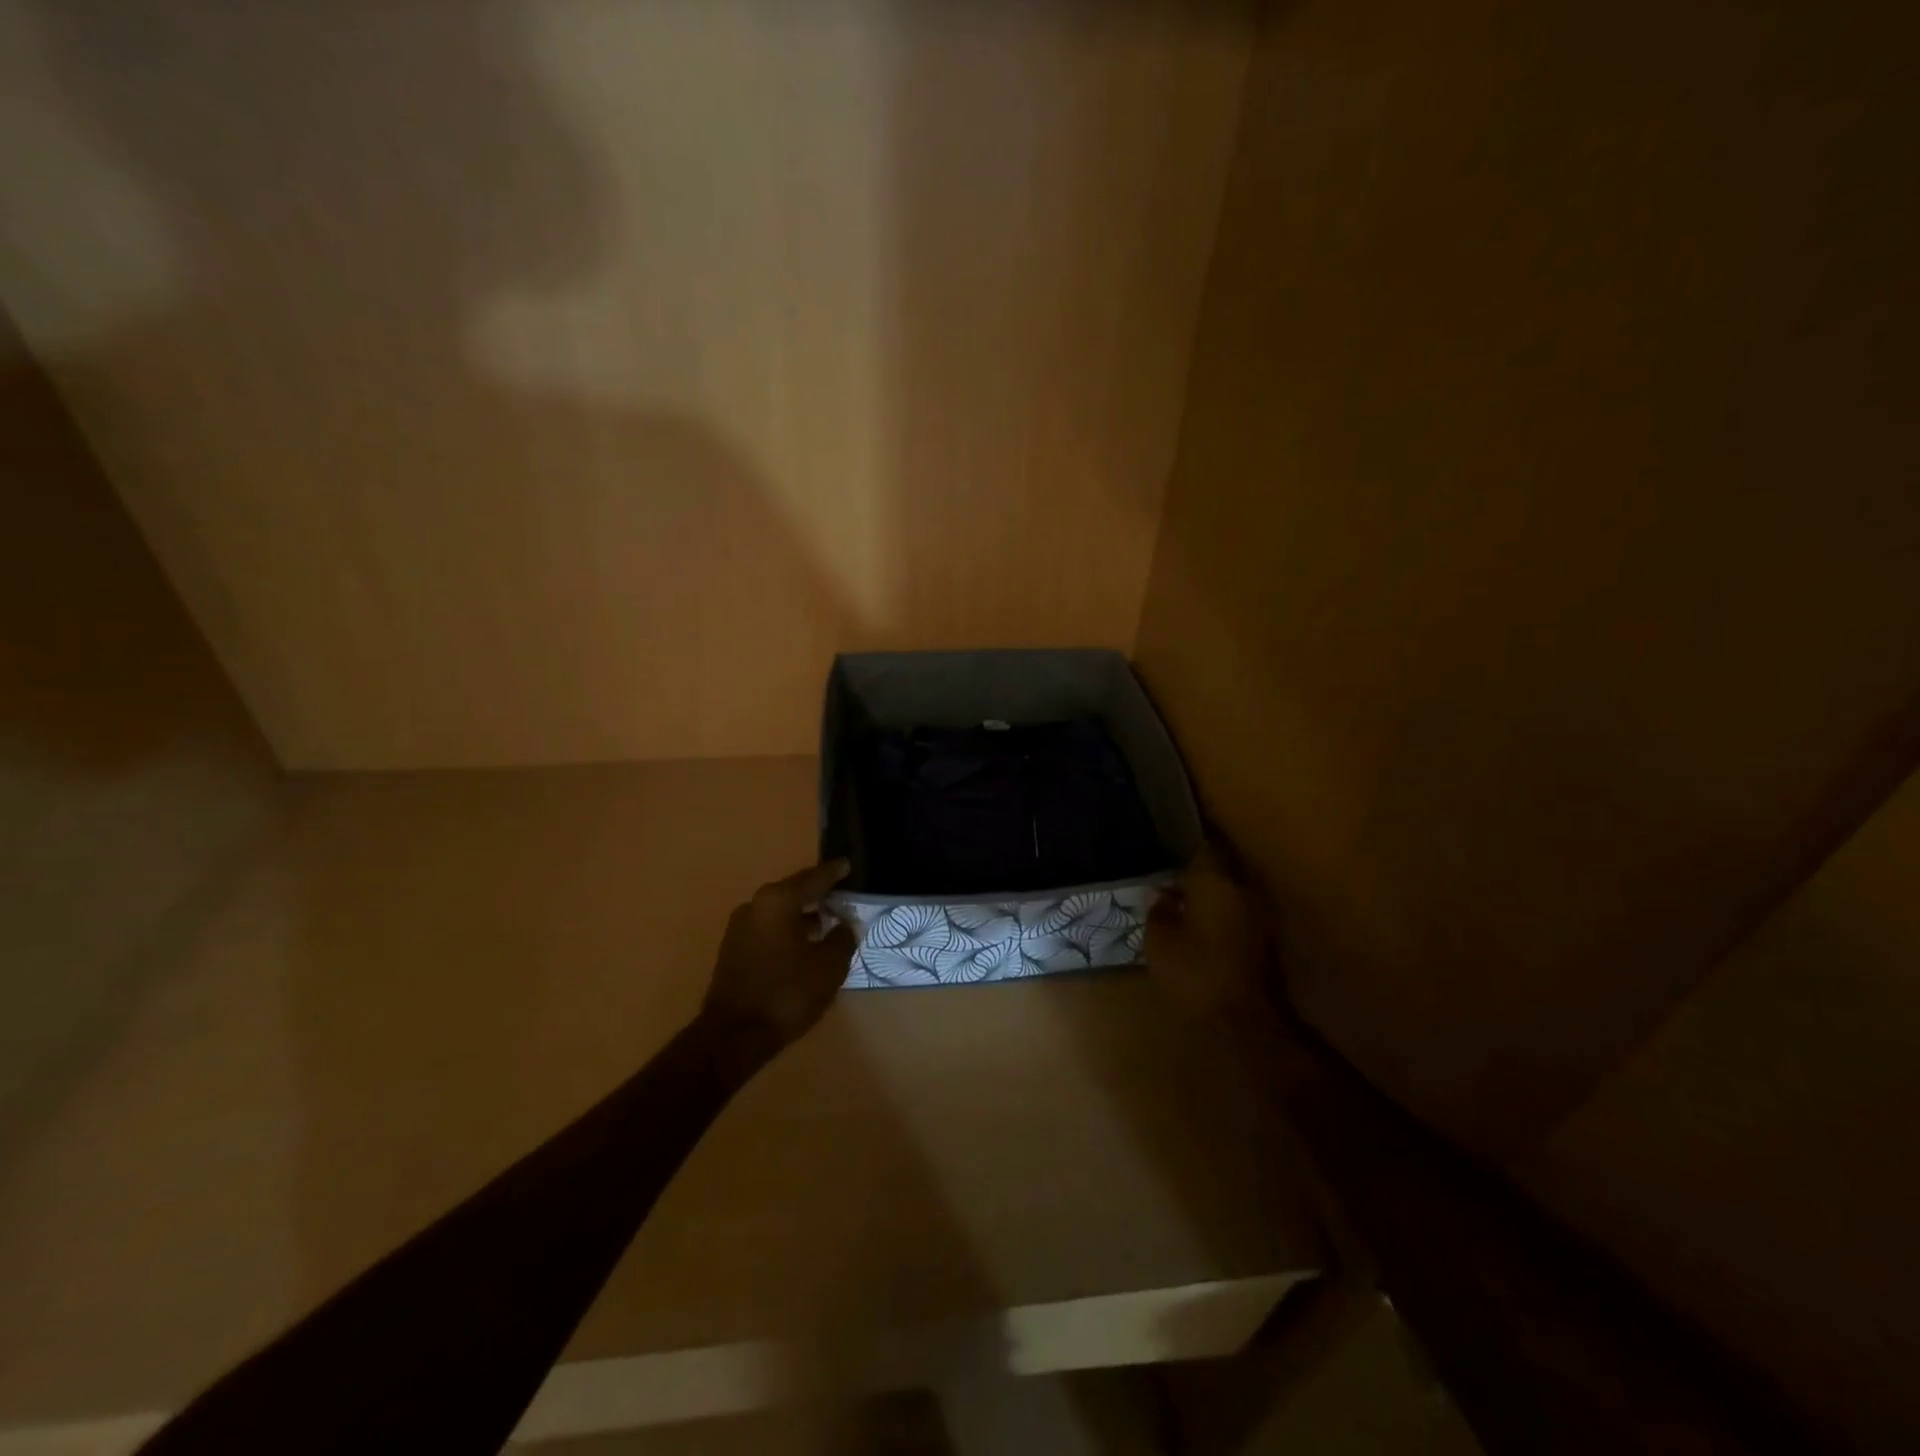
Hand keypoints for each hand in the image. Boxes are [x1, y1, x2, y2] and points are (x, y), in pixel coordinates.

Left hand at [703, 859, 854, 1049]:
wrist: (734, 1036)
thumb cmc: (787, 993)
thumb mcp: (828, 966)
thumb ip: (842, 938)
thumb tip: (846, 924)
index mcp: (778, 900)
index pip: (813, 879)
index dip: (833, 873)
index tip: (847, 865)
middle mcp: (755, 905)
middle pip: (793, 892)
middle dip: (817, 894)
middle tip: (840, 896)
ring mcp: (739, 928)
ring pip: (779, 911)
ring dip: (802, 915)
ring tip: (826, 923)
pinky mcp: (733, 950)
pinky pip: (768, 929)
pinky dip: (787, 930)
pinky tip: (803, 945)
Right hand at [1147, 843, 1276, 1021]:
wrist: (1245, 1021)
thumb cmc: (1195, 972)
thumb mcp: (1160, 941)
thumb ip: (1158, 911)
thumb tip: (1160, 893)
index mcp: (1215, 882)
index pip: (1204, 848)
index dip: (1186, 846)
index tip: (1169, 847)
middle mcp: (1242, 890)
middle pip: (1220, 870)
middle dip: (1198, 873)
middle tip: (1171, 878)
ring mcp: (1259, 916)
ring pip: (1230, 893)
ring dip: (1211, 896)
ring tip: (1182, 904)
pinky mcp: (1264, 941)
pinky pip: (1238, 915)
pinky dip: (1221, 917)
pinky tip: (1201, 928)